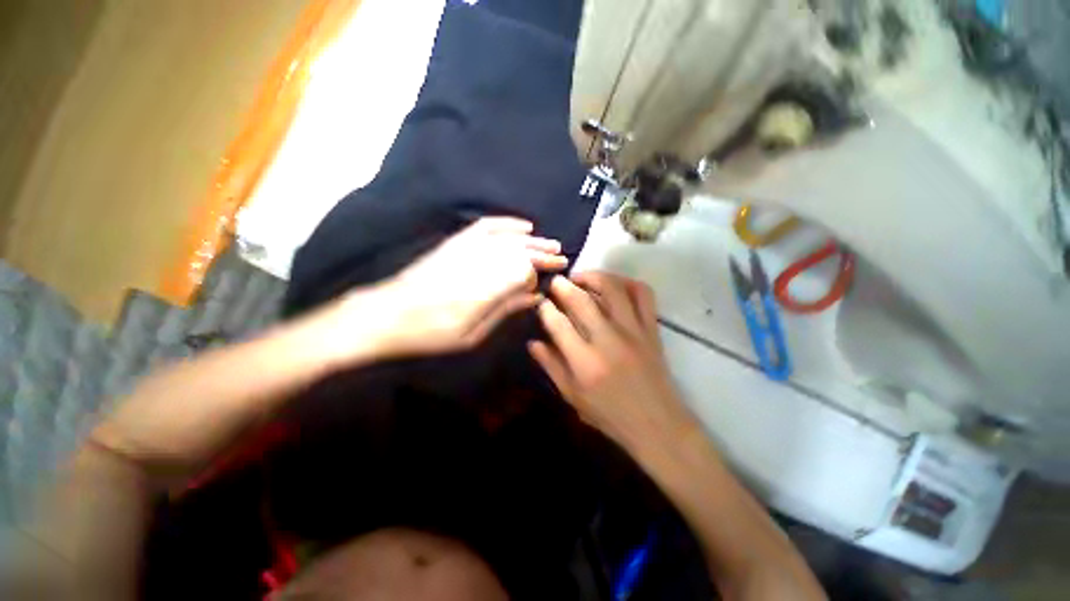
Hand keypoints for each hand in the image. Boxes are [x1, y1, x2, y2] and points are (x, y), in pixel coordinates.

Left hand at [333, 217, 566, 358]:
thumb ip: (506, 309)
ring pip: (509, 238)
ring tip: (551, 243)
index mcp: (487, 288)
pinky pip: (486, 226)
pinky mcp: (456, 242)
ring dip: (533, 240)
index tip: (554, 274)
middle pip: (521, 251)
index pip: (525, 270)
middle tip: (562, 256)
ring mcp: (467, 247)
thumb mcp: (473, 333)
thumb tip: (535, 296)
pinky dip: (507, 223)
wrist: (386, 313)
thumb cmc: (432, 333)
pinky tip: (523, 225)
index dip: (542, 271)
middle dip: (543, 254)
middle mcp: (481, 262)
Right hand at [529, 273, 695, 450]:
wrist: (657, 424)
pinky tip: (615, 284)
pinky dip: (628, 282)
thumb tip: (532, 343)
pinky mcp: (652, 329)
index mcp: (585, 362)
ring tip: (581, 278)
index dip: (546, 309)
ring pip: (612, 289)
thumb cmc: (610, 415)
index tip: (541, 303)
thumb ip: (551, 366)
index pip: (558, 324)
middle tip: (555, 282)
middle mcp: (608, 340)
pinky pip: (643, 295)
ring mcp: (633, 331)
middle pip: (581, 300)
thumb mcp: (573, 397)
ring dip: (593, 276)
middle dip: (563, 286)